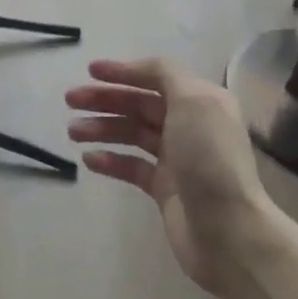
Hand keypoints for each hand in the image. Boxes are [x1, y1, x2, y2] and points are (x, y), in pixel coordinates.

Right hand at [65, 58, 272, 291]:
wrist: (227, 230)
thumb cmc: (209, 159)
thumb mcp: (193, 101)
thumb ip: (165, 74)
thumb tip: (141, 68)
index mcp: (201, 101)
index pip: (157, 77)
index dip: (124, 71)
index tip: (90, 71)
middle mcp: (190, 125)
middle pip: (140, 104)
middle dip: (105, 99)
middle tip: (70, 100)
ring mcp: (177, 159)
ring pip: (132, 134)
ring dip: (102, 128)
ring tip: (72, 131)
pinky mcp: (165, 188)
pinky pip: (132, 166)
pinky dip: (110, 160)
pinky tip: (88, 159)